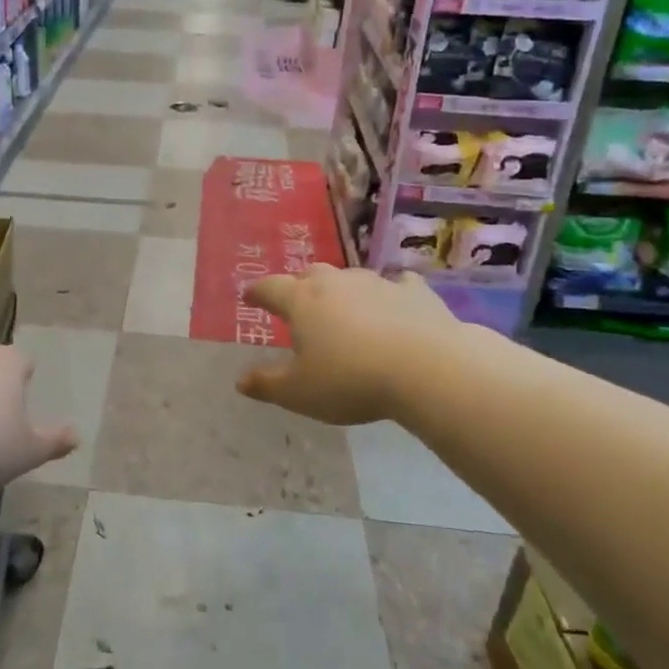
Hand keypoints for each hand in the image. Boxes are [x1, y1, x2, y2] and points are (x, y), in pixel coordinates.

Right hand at [236, 265, 456, 425]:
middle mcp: (335, 282)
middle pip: (310, 275)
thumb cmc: (351, 380)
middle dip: (300, 287)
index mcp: (302, 301)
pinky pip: (397, 284)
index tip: (250, 297)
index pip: (270, 288)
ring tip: (345, 310)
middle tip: (299, 305)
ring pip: (351, 278)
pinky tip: (396, 304)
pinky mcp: (415, 291)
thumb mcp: (300, 392)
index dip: (257, 292)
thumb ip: (267, 384)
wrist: (427, 368)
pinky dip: (390, 293)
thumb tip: (240, 381)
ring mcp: (377, 282)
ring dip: (343, 291)